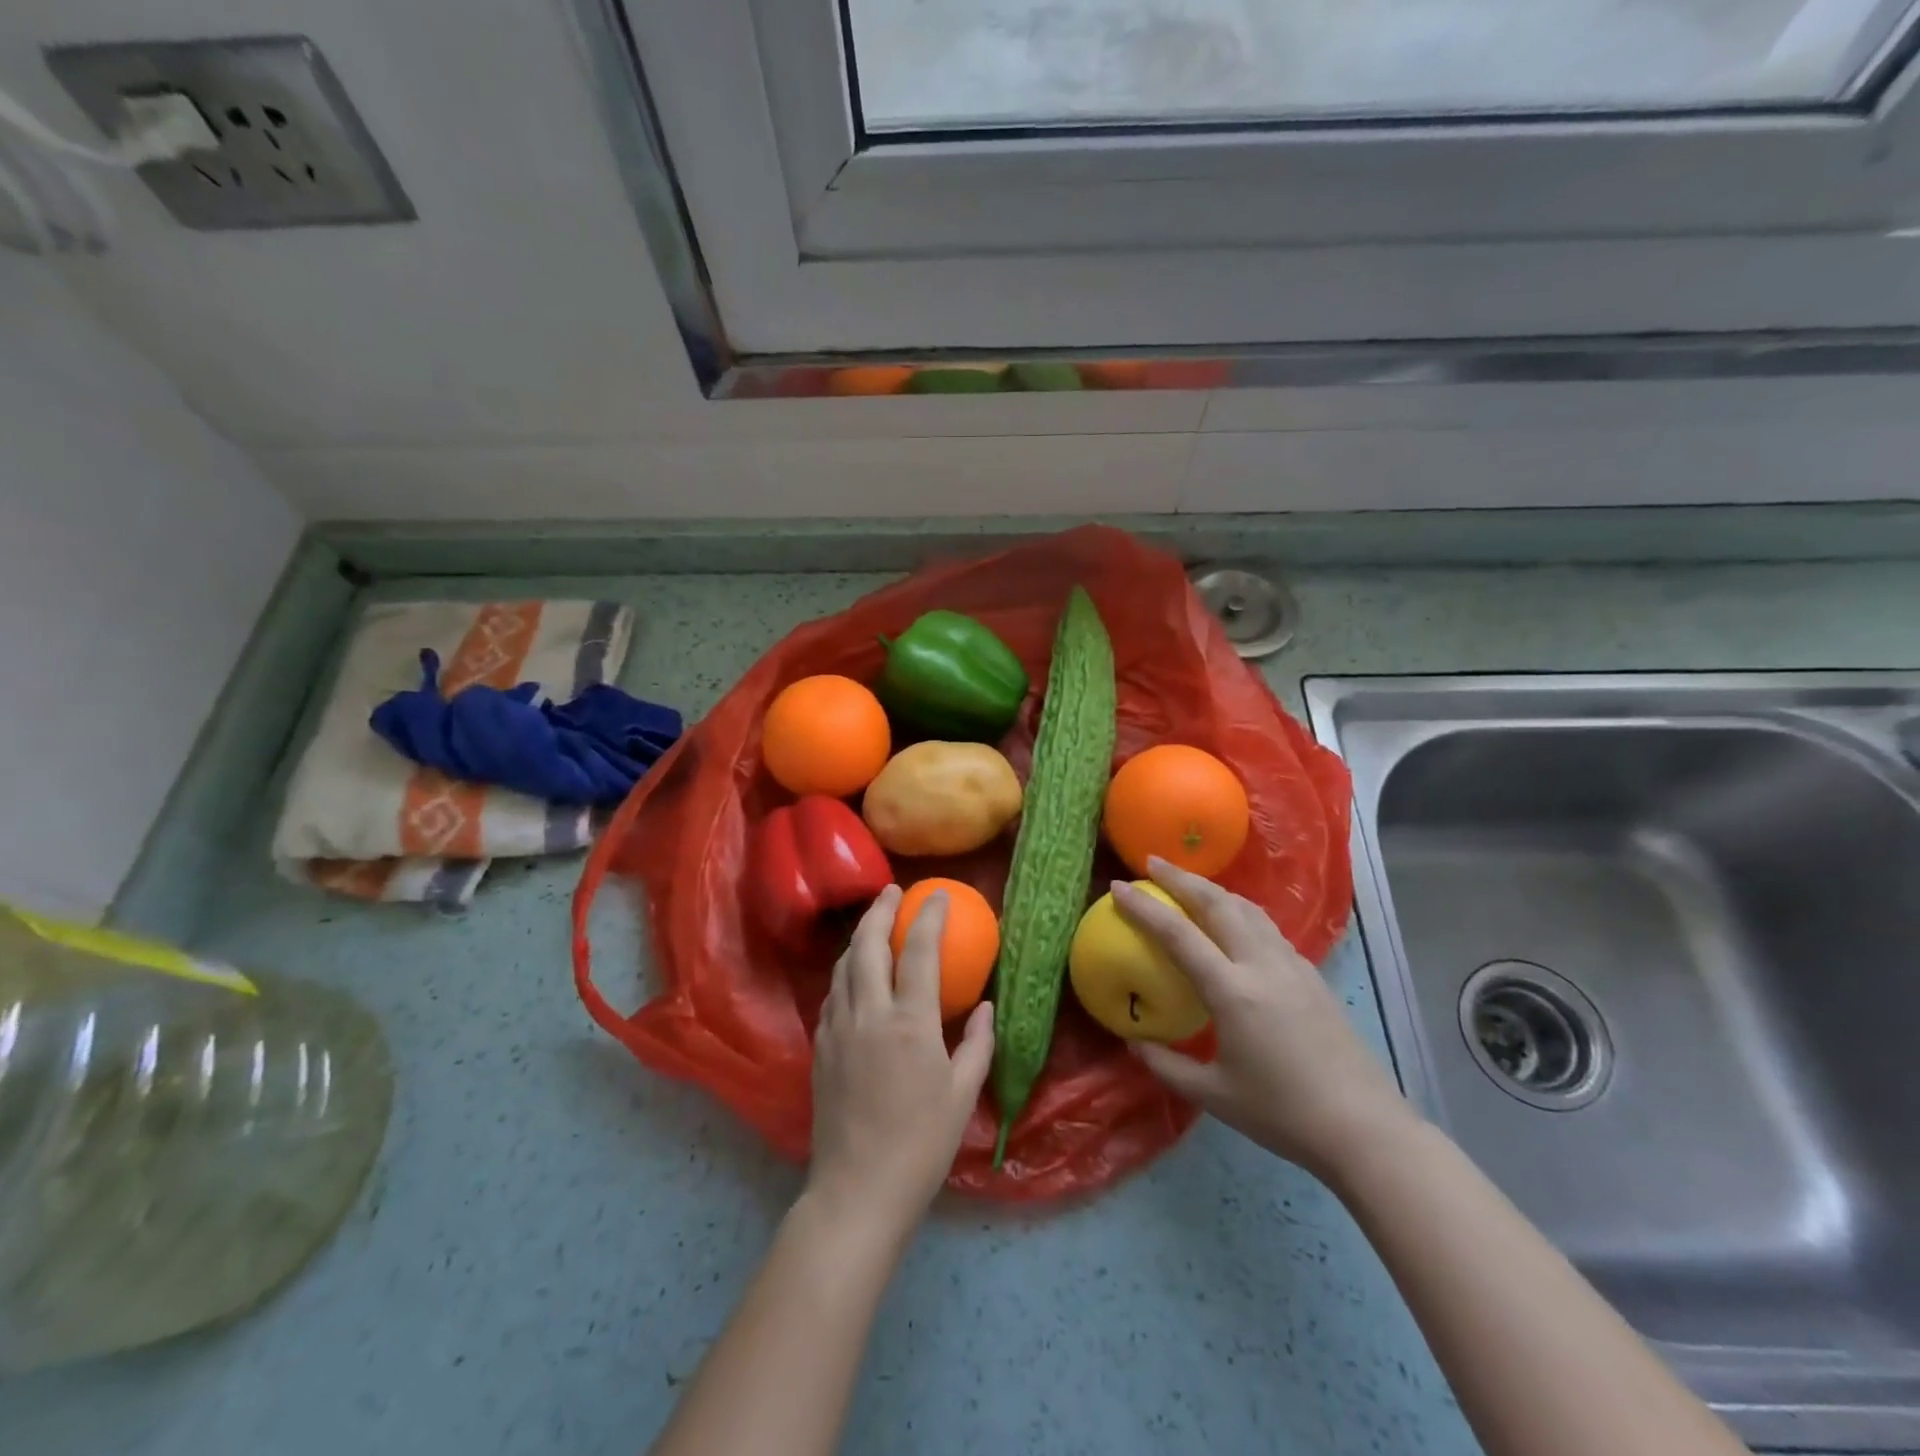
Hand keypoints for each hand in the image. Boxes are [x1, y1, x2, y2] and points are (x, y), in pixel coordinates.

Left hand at [805, 885, 993, 1243]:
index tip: (937, 894)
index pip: (918, 952)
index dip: (928, 916)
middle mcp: (869, 1014)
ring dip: (859, 937)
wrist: (857, 1190)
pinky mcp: (820, 1046)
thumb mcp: (962, 1095)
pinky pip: (833, 993)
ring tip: (873, 924)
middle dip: (880, 910)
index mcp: (909, 1023)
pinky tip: (855, 975)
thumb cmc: (921, 1146)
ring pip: (844, 965)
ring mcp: (838, 1028)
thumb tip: (985, 1007)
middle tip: (893, 891)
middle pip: (868, 944)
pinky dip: (846, 971)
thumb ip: (976, 1043)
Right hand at [1113, 859, 1413, 1179]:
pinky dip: (1239, 910)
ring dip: (1213, 889)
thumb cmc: (1283, 1114)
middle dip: (1182, 878)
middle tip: (1153, 863)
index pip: (1178, 935)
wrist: (1365, 1128)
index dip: (1144, 907)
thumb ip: (1167, 1065)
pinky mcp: (1311, 975)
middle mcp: (1261, 965)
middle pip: (1217, 904)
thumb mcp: (1213, 1095)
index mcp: (1232, 991)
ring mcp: (1291, 965)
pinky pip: (1266, 927)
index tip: (1119, 886)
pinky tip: (1233, 922)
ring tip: (1189, 883)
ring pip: (1247, 909)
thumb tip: (1134, 1043)